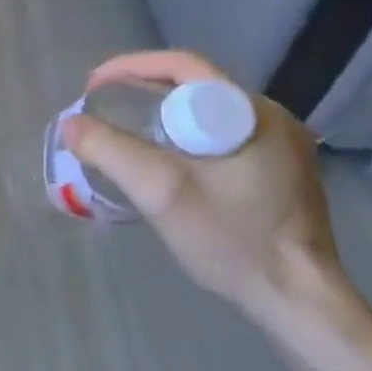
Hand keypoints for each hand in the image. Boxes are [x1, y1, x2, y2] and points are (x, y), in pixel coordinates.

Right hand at [61, 51, 344, 325]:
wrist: (300, 303)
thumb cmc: (234, 241)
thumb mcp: (161, 193)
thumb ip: (110, 151)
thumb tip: (71, 123)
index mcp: (252, 113)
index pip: (183, 66)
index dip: (132, 68)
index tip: (95, 86)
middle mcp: (272, 119)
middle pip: (194, 86)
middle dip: (141, 91)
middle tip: (104, 109)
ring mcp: (282, 147)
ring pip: (207, 112)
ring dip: (162, 115)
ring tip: (125, 133)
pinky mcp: (282, 172)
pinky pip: (222, 136)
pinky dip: (185, 137)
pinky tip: (166, 162)